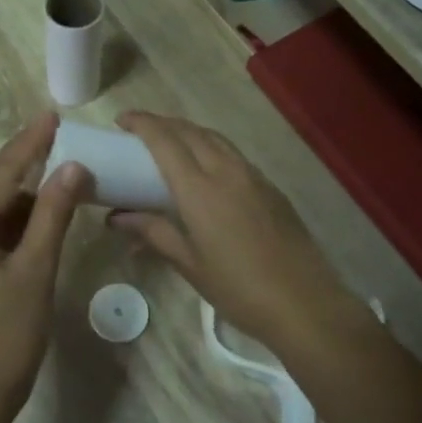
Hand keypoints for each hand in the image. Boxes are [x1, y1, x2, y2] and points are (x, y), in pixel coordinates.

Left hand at [0, 113, 88, 422]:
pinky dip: (2, 218)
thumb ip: (53, 214)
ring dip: (11, 191)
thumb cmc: (9, 336)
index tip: (50, 116)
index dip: (27, 145)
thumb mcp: (37, 270)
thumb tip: (73, 167)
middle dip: (17, 161)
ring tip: (48, 171)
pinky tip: (28, 214)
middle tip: (50, 135)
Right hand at [110, 112, 363, 358]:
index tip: (122, 120)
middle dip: (163, 123)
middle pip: (191, 132)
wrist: (303, 302)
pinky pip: (234, 155)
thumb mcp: (189, 264)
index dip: (142, 124)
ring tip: (170, 143)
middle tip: (140, 131)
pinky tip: (207, 168)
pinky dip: (212, 148)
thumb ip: (154, 233)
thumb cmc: (237, 288)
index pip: (165, 141)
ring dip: (189, 132)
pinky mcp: (271, 188)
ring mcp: (253, 177)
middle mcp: (226, 171)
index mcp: (200, 190)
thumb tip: (118, 218)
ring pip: (216, 139)